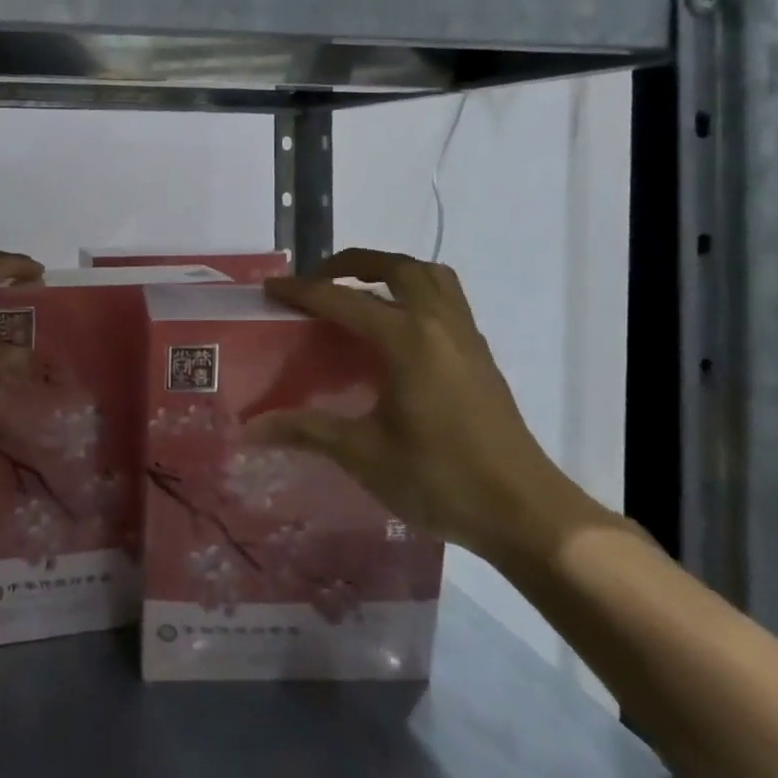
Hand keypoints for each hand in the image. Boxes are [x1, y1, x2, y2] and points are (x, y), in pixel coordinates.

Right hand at [249, 248, 604, 565]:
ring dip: (390, 270)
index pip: (342, 300)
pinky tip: (396, 328)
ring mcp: (465, 336)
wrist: (527, 514)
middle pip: (394, 267)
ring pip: (429, 275)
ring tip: (360, 291)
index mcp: (406, 339)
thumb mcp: (364, 455)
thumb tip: (250, 429)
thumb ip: (306, 430)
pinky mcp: (480, 354)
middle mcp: (437, 323)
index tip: (270, 288)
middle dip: (351, 264)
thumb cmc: (441, 479)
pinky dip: (415, 291)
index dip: (301, 292)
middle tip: (318, 280)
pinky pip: (446, 298)